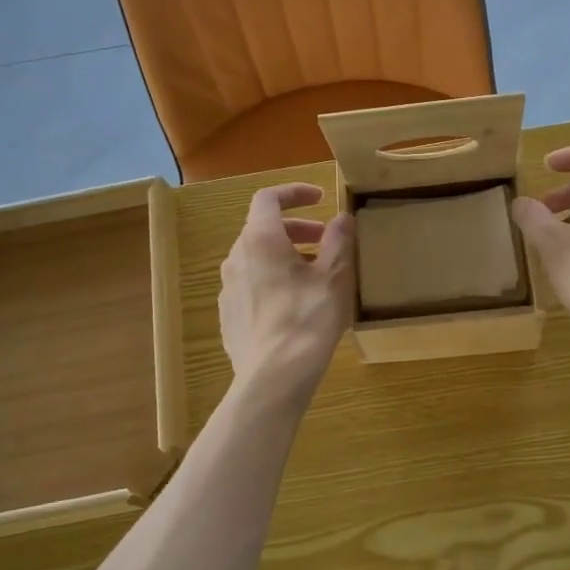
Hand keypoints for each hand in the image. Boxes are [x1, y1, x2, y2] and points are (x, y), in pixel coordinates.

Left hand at [219, 182, 354, 401]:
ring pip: (256, 258)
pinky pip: (250, 284)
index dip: (294, 193)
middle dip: (295, 228)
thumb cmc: (308, 319)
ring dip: (284, 255)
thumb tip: (342, 218)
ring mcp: (228, 287)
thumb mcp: (333, 277)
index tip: (319, 198)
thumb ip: (338, 242)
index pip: (269, 198)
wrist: (274, 376)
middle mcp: (237, 257)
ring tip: (313, 274)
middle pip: (262, 228)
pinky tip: (294, 304)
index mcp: (260, 239)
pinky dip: (272, 279)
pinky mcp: (228, 314)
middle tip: (324, 240)